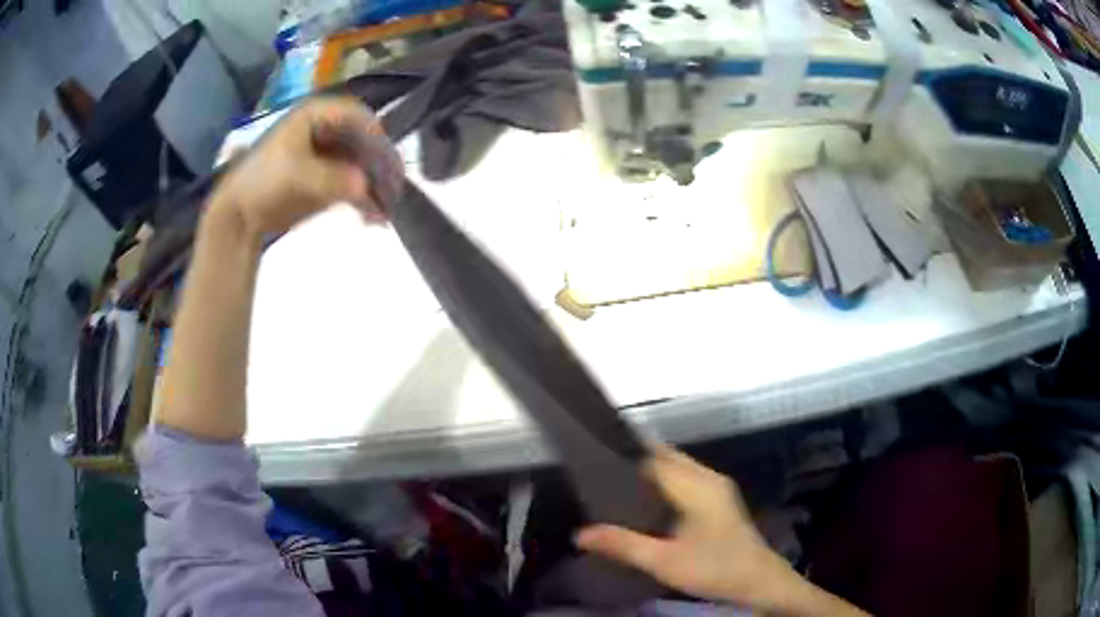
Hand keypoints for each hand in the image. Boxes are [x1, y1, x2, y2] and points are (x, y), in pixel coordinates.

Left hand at [209, 97, 404, 240]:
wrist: (240, 214)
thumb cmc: (263, 184)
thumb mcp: (296, 177)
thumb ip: (332, 179)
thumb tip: (365, 185)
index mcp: (315, 115)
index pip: (356, 115)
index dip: (374, 135)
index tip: (386, 161)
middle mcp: (327, 129)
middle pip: (364, 140)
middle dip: (380, 167)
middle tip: (394, 191)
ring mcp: (328, 154)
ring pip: (363, 164)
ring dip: (376, 187)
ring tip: (385, 213)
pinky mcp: (327, 177)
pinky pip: (354, 183)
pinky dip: (365, 200)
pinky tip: (373, 219)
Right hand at [576, 445, 864, 615]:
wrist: (759, 580)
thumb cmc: (713, 568)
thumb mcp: (663, 561)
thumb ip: (622, 544)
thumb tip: (579, 534)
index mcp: (695, 484)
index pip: (653, 456)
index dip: (624, 455)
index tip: (593, 458)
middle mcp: (707, 477)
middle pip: (666, 456)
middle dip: (635, 460)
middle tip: (599, 474)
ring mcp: (717, 487)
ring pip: (678, 467)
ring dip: (651, 471)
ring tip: (615, 486)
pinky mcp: (720, 499)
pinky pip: (687, 478)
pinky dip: (665, 482)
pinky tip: (648, 502)